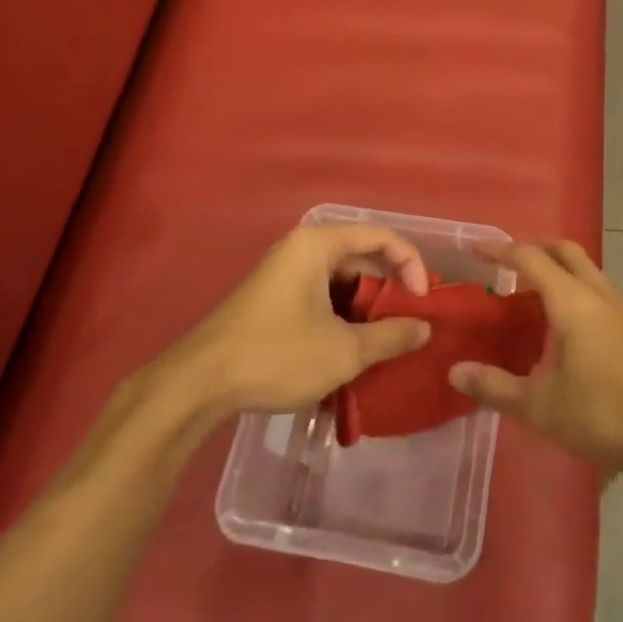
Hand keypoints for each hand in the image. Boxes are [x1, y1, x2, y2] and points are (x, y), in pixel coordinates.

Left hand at [175, 225, 432, 415]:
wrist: (198, 384)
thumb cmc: (276, 354)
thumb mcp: (343, 351)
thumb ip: (390, 336)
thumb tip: (424, 328)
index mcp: (318, 244)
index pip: (380, 236)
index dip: (411, 263)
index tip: (423, 300)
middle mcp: (301, 248)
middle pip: (360, 255)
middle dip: (389, 287)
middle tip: (411, 320)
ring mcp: (283, 273)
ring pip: (340, 279)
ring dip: (366, 306)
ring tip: (385, 338)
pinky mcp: (273, 298)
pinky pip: (320, 294)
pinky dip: (342, 315)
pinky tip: (351, 347)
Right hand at [447, 241, 622, 473]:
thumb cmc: (604, 411)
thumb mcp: (540, 406)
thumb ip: (495, 386)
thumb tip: (455, 371)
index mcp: (570, 300)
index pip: (529, 258)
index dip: (500, 250)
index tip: (476, 249)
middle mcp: (595, 291)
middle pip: (563, 250)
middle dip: (534, 247)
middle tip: (507, 263)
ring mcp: (620, 306)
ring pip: (585, 267)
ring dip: (557, 267)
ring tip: (532, 292)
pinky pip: (596, 289)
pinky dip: (574, 288)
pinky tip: (566, 323)